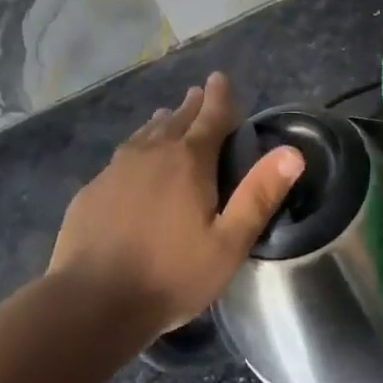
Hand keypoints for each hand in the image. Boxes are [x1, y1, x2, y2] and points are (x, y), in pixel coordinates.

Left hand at [50, 73, 302, 336]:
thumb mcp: (228, 243)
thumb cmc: (170, 275)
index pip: (211, 116)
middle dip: (192, 106)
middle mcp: (152, 154)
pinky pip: (121, 157)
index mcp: (189, 161)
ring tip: (168, 118)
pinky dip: (136, 149)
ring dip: (162, 124)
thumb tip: (293, 152)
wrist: (90, 304)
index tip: (220, 77)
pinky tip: (133, 164)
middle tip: (199, 94)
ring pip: (145, 135)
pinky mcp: (92, 191)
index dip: (220, 96)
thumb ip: (259, 195)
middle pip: (177, 120)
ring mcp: (116, 170)